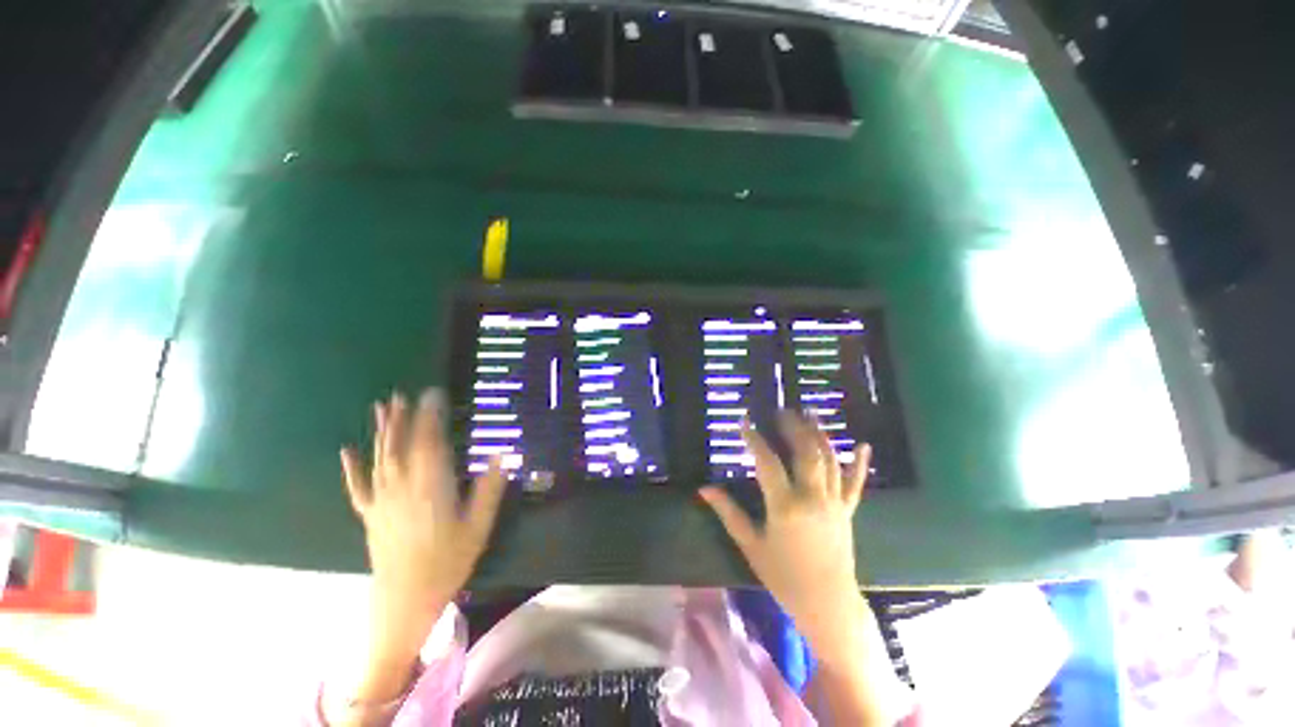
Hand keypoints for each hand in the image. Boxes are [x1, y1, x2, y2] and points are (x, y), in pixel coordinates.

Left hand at [335, 390, 505, 710]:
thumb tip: (501, 455)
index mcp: (431, 486)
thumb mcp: (478, 527)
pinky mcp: (371, 515)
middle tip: (403, 395)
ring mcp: (383, 501)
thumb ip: (489, 490)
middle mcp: (403, 486)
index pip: (429, 442)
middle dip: (402, 418)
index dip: (430, 416)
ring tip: (382, 408)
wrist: (405, 602)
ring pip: (380, 459)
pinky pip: (358, 487)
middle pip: (401, 445)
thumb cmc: (447, 563)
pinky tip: (347, 452)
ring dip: (381, 432)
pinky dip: (352, 468)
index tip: (433, 395)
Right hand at [699, 411, 870, 661]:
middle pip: (806, 453)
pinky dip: (859, 463)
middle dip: (794, 427)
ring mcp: (834, 503)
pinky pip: (855, 483)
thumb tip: (703, 489)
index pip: (768, 462)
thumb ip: (728, 512)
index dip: (755, 439)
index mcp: (786, 507)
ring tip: (809, 413)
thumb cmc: (783, 577)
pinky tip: (863, 444)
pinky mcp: (848, 511)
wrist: (827, 604)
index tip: (745, 422)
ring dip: (819, 434)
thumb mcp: (751, 545)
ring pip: (829, 460)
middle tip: (782, 410)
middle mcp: (813, 498)